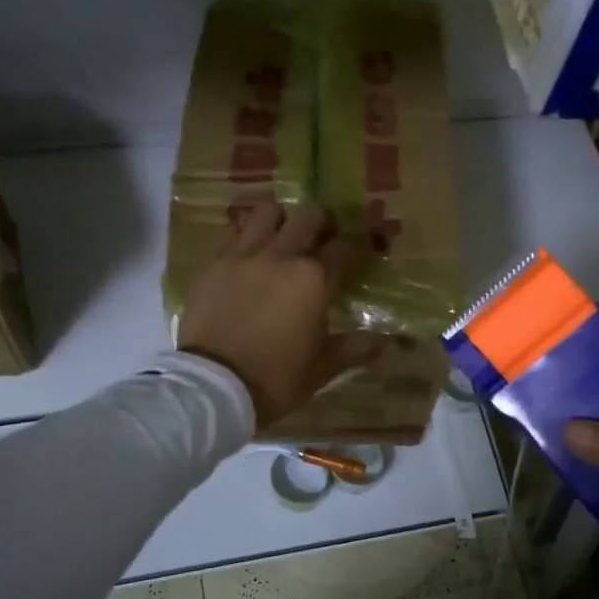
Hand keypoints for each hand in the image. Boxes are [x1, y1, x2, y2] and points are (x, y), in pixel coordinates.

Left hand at [178, 201, 382, 428]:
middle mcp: (282, 256)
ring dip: (280, 219)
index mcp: (315, 279)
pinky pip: (233, 233)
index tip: (362, 252)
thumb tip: (385, 343)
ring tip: (282, 237)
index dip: (358, 248)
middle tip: (323, 238)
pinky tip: (248, 252)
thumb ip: (353, 348)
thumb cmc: (276, 378)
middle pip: (308, 218)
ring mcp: (244, 255)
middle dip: (322, 223)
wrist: (213, 385)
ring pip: (267, 213)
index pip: (346, 249)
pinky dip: (245, 235)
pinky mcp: (213, 263)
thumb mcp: (321, 368)